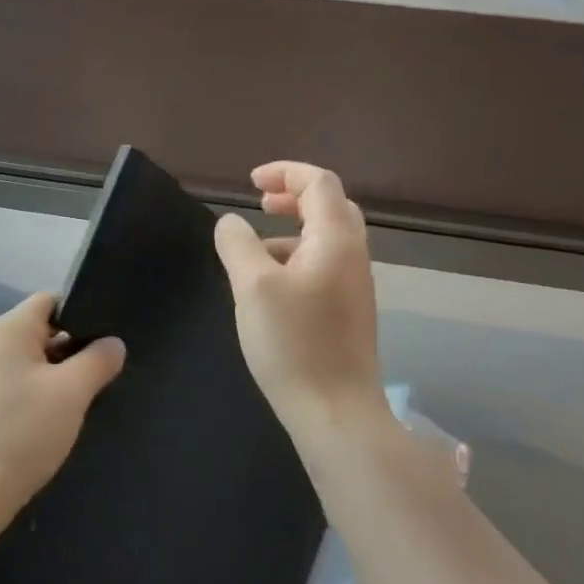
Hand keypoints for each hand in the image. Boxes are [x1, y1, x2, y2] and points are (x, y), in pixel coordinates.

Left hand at [0, 294, 125, 533]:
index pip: (50, 301)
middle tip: (98, 381)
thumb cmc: (21, 433)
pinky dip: (33, 398)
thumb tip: (112, 342)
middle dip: (70, 352)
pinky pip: (12, 387)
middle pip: (39, 332)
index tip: (105, 345)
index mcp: (6, 328)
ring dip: (54, 379)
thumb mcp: (72, 393)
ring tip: (77, 407)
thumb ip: (98, 360)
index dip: (81, 315)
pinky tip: (47, 426)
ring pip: (27, 363)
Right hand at [213, 162, 386, 437]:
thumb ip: (238, 245)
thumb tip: (230, 222)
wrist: (335, 411)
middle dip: (294, 196)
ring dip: (293, 230)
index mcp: (335, 240)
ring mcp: (353, 287)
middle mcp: (352, 257)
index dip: (285, 172)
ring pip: (326, 239)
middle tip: (261, 204)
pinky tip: (268, 288)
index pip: (319, 183)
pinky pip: (323, 267)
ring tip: (254, 250)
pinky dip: (296, 258)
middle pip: (331, 206)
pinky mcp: (347, 313)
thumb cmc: (293, 342)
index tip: (251, 183)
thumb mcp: (252, 286)